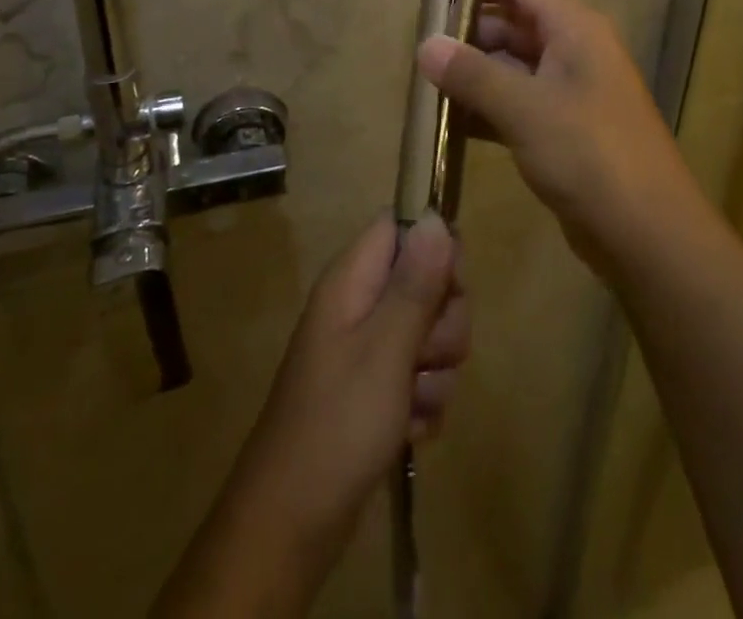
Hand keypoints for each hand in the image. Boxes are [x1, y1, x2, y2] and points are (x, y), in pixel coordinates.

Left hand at [237, 212, 467, 540]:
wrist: (292, 525)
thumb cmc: (338, 424)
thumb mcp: (385, 349)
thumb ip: (415, 283)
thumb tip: (434, 217)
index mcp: (352, 280)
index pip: (401, 227)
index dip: (435, 247)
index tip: (451, 286)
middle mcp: (360, 305)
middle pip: (426, 281)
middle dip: (443, 322)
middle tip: (425, 355)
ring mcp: (367, 349)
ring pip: (430, 333)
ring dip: (436, 371)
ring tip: (412, 403)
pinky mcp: (376, 390)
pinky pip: (421, 377)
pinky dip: (424, 403)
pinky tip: (410, 429)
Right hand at [417, 0, 700, 274]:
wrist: (648, 235)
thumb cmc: (589, 155)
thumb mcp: (525, 109)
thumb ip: (472, 74)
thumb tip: (425, 45)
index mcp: (575, 29)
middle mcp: (574, 51)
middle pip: (514, 26)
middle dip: (468, 37)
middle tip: (420, 52)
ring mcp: (571, 93)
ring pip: (514, 68)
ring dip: (474, 76)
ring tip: (425, 87)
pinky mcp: (565, 131)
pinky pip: (519, 105)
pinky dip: (488, 110)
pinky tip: (450, 125)